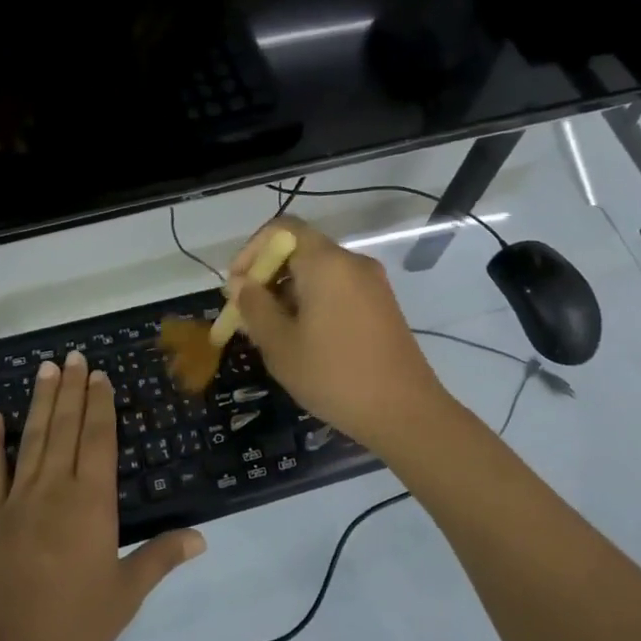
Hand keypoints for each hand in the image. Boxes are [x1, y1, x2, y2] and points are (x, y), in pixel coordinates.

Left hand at [0, 352, 204, 640]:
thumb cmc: (72, 623)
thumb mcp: (125, 593)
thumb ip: (161, 558)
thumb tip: (202, 537)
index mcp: (92, 502)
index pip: (99, 440)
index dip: (100, 405)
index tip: (99, 375)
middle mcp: (55, 488)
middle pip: (66, 428)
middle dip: (73, 390)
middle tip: (74, 356)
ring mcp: (17, 499)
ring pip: (33, 438)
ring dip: (41, 402)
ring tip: (46, 368)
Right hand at [229, 216, 453, 455]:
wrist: (404, 412)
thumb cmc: (334, 375)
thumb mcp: (280, 344)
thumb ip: (254, 306)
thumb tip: (241, 284)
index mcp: (326, 262)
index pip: (282, 229)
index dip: (251, 251)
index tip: (236, 286)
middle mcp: (352, 262)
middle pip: (300, 250)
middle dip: (267, 276)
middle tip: (247, 314)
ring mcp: (372, 284)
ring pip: (319, 273)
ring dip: (288, 293)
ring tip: (270, 333)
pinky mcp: (382, 306)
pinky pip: (338, 290)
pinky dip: (313, 303)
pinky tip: (302, 339)